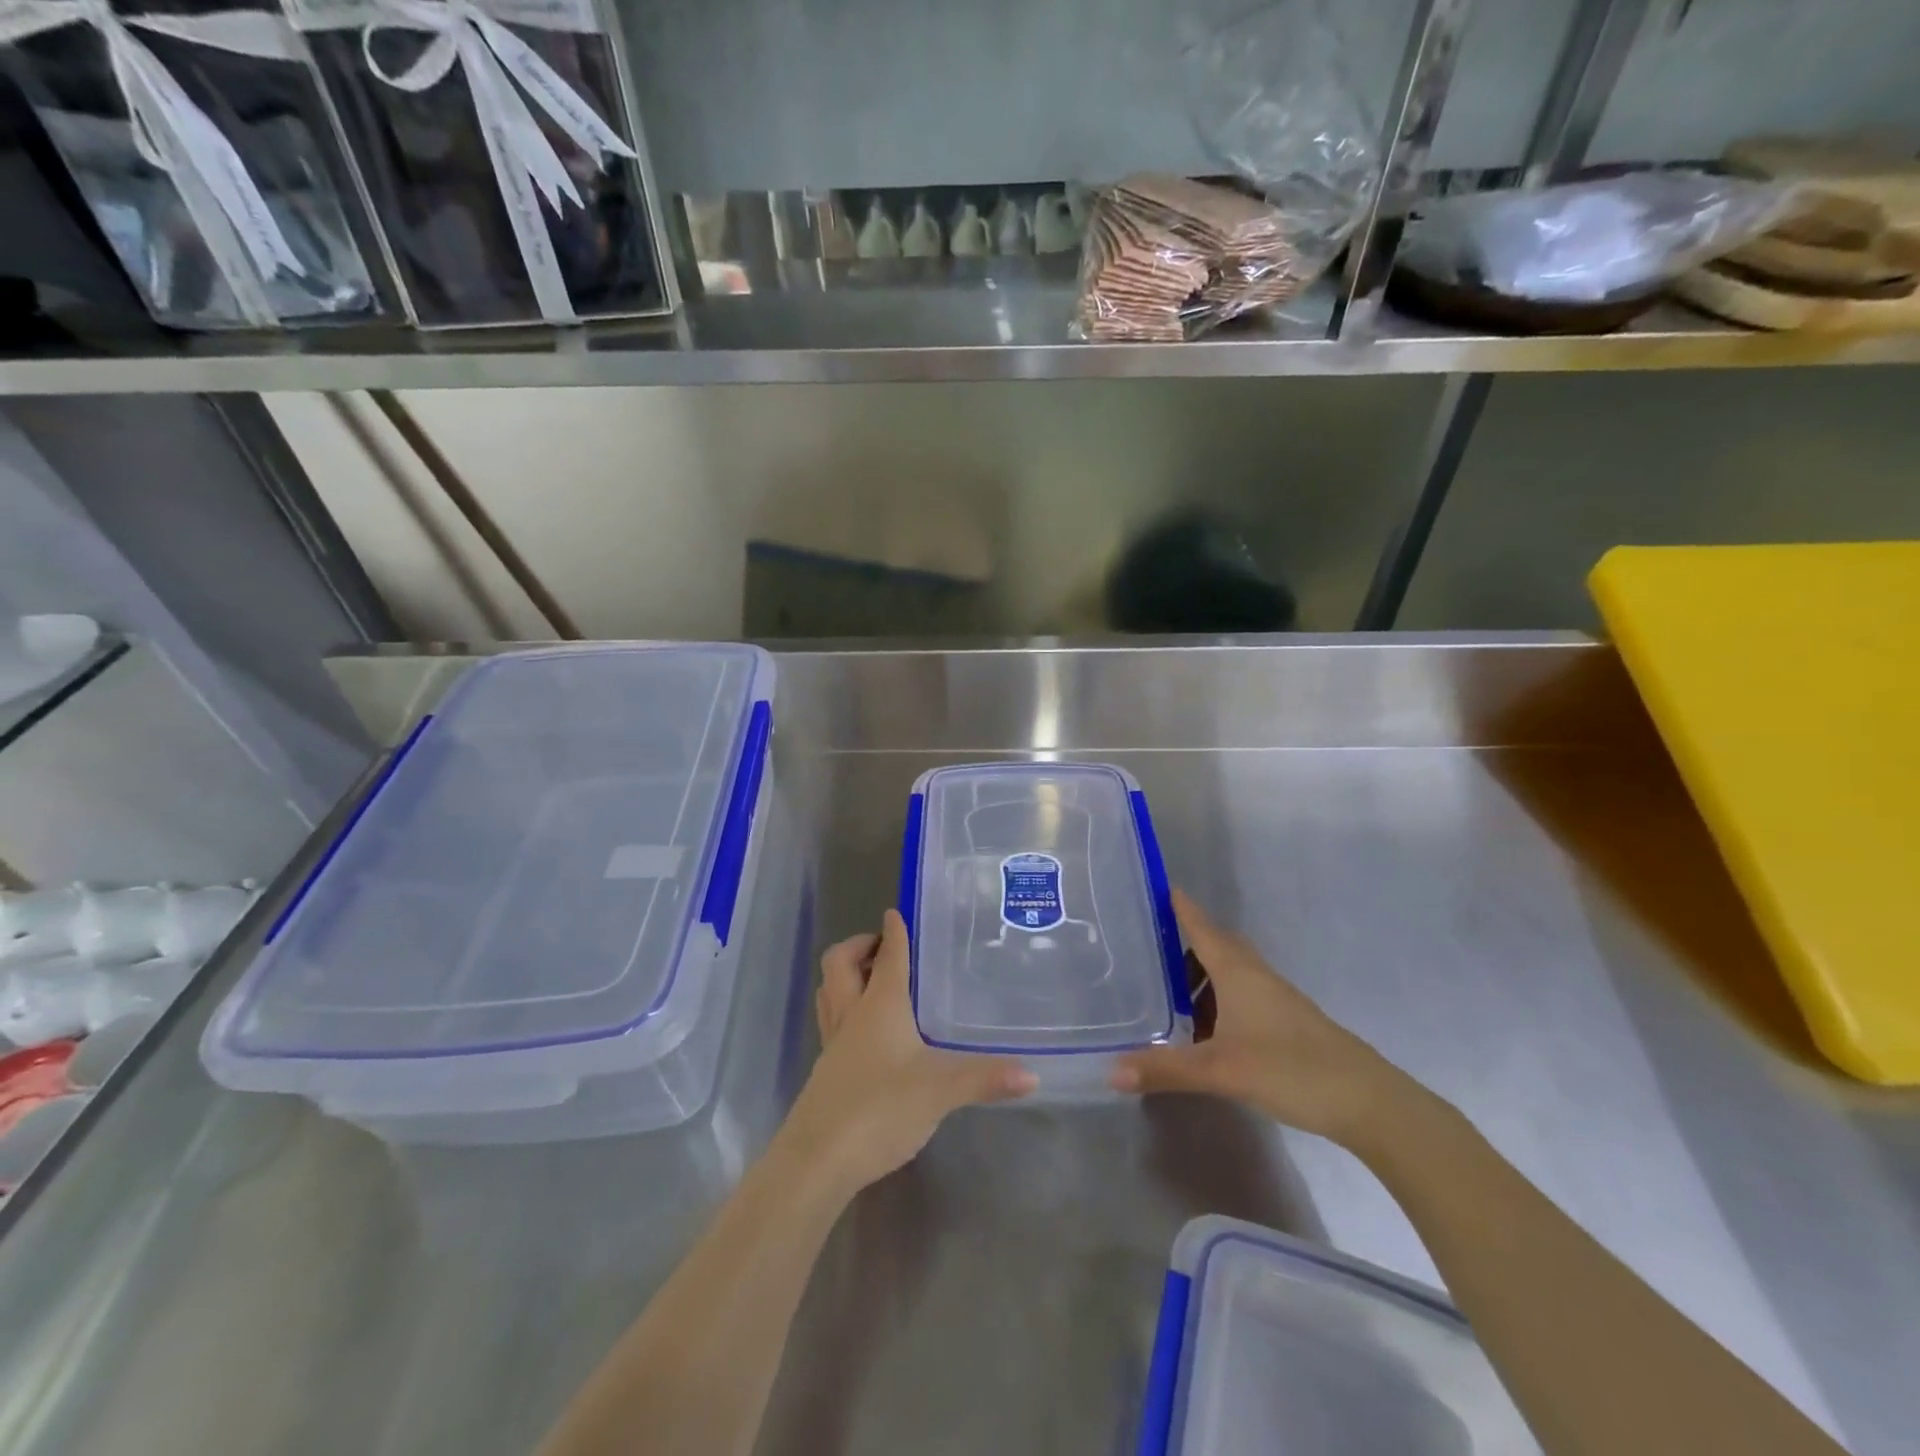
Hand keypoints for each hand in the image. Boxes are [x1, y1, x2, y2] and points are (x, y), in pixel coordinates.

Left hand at [780, 910, 1035, 1196]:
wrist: (817, 1160)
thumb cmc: (880, 1108)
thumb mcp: (941, 1091)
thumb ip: (985, 1079)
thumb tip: (1032, 1075)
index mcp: (879, 1006)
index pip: (886, 956)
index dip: (893, 932)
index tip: (896, 913)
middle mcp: (851, 1015)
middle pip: (839, 964)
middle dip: (858, 946)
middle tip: (882, 947)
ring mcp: (833, 1043)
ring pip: (828, 991)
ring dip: (845, 975)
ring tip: (871, 979)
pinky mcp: (825, 1071)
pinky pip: (831, 1022)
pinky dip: (845, 1009)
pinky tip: (867, 1033)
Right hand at [1110, 889, 1408, 1144]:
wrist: (1366, 1100)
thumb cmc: (1289, 1068)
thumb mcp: (1219, 1070)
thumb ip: (1164, 1069)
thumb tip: (1110, 1071)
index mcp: (1237, 971)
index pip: (1201, 926)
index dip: (1179, 906)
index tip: (1155, 887)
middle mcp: (1255, 975)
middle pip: (1215, 946)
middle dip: (1183, 946)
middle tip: (1148, 955)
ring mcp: (1275, 998)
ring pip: (1230, 974)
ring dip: (1201, 979)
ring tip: (1169, 1000)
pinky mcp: (1286, 1022)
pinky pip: (1242, 996)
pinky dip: (1218, 1002)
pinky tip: (1207, 1032)